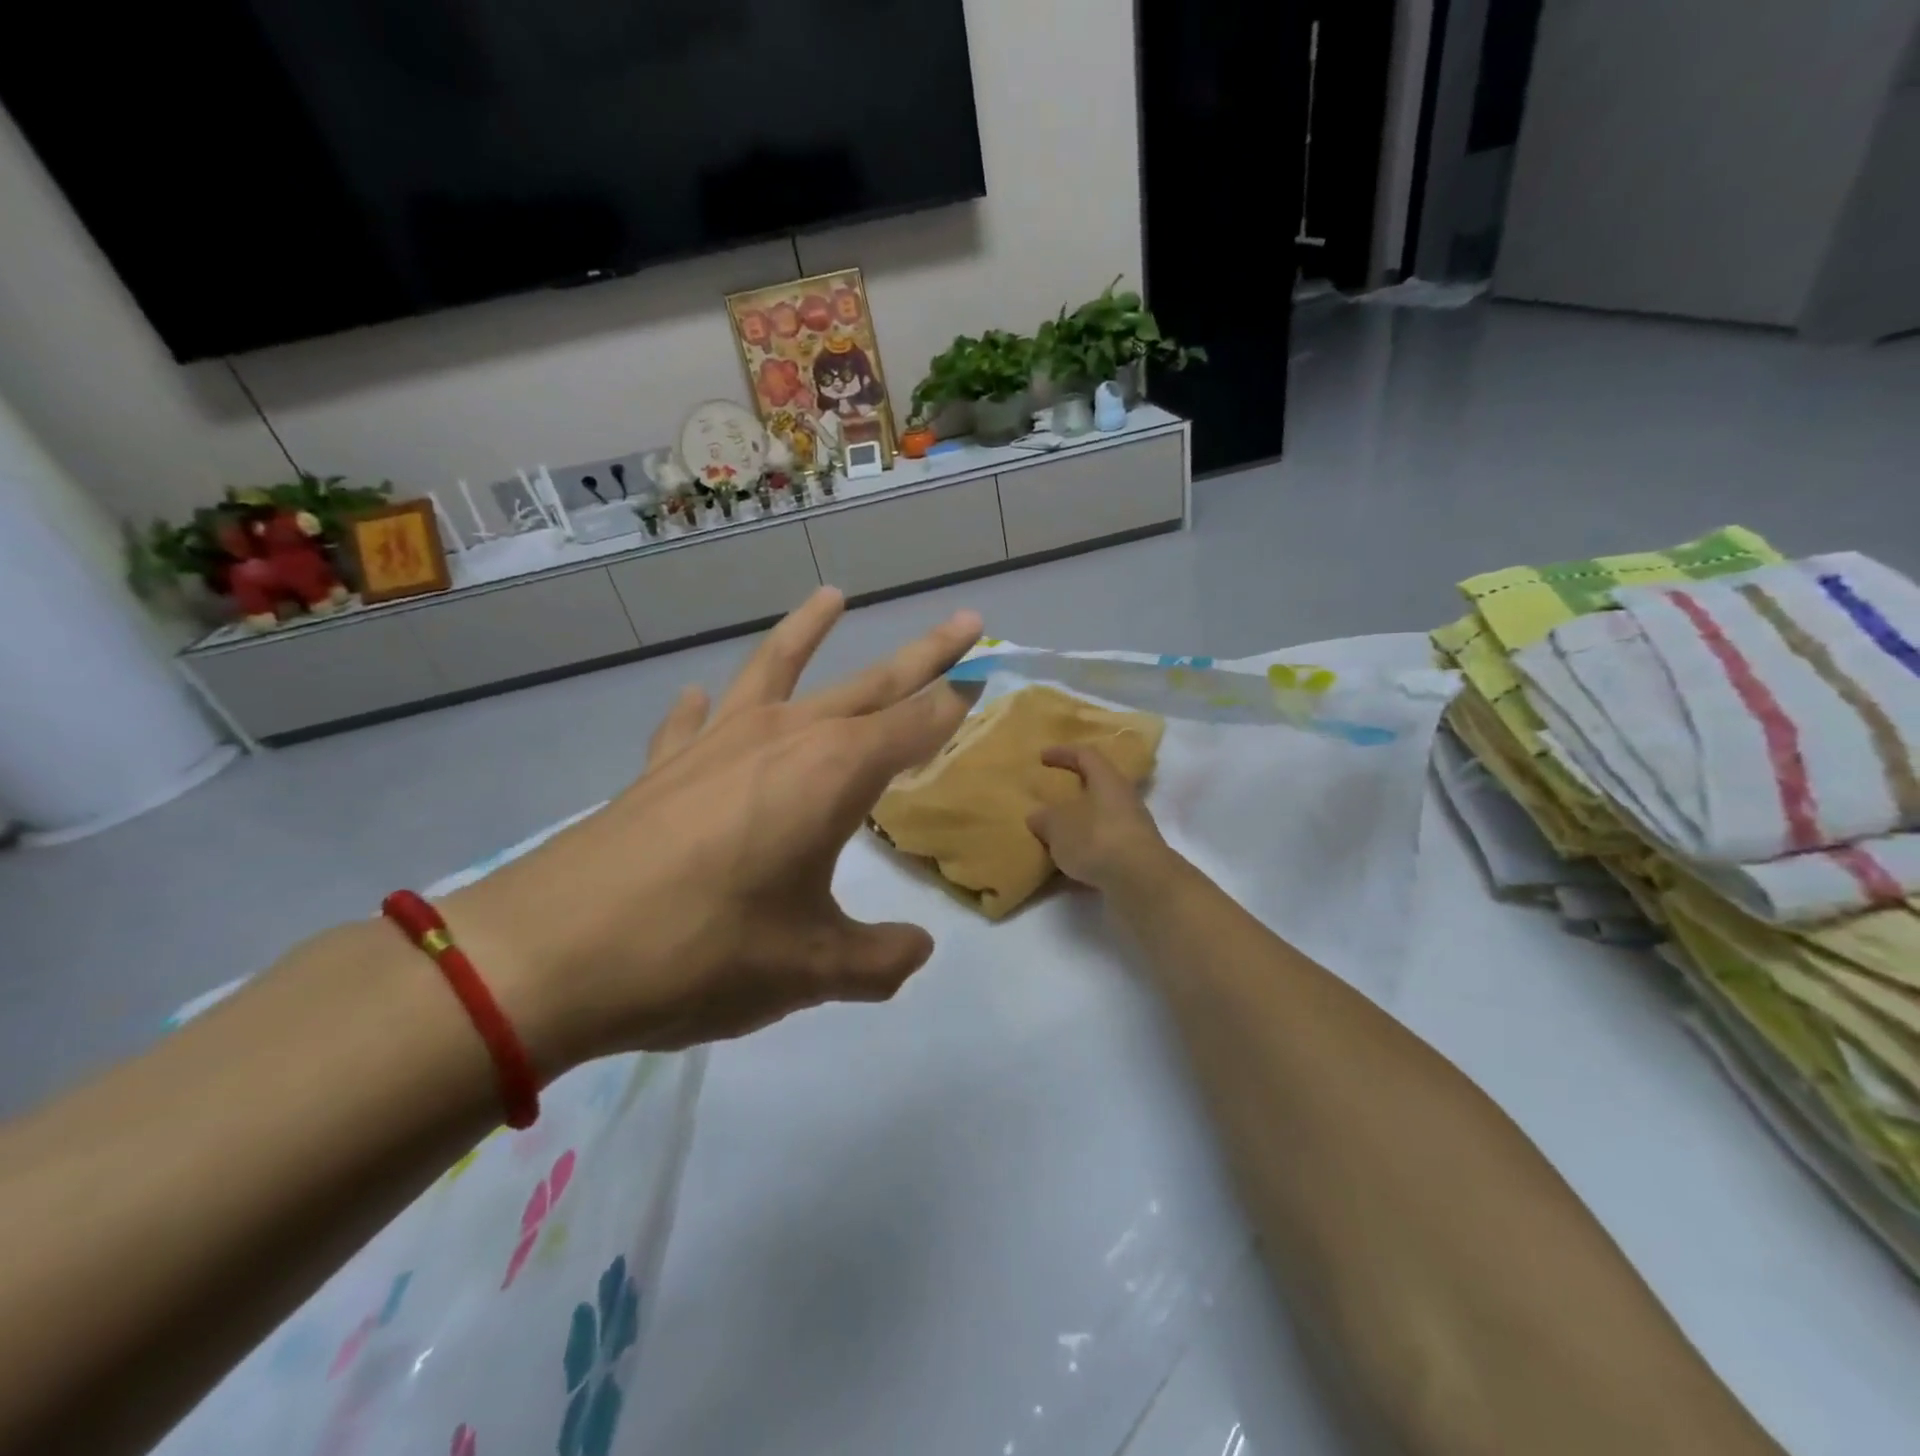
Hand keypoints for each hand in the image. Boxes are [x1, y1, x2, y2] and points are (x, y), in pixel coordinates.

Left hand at [442, 588, 981, 1064]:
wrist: (551, 956)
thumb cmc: (703, 953)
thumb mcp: (812, 969)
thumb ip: (879, 959)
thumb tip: (918, 951)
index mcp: (834, 774)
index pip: (918, 725)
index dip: (958, 706)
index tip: (987, 681)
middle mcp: (784, 738)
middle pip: (872, 684)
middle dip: (926, 654)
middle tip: (965, 620)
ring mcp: (717, 744)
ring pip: (778, 670)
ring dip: (808, 632)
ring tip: (831, 596)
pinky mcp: (662, 767)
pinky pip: (693, 722)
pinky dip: (705, 708)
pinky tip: (701, 697)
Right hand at [1026, 745, 1173, 893]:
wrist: (1142, 882)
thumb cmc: (1097, 840)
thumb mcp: (1059, 828)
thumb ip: (1045, 819)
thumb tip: (1037, 816)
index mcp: (1108, 781)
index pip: (1086, 755)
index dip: (1063, 753)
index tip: (1042, 757)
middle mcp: (1125, 799)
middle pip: (1098, 785)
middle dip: (1074, 789)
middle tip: (1051, 795)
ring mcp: (1133, 828)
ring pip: (1102, 816)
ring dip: (1081, 821)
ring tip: (1057, 832)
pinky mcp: (1135, 855)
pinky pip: (1105, 843)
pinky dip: (1087, 848)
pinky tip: (1070, 862)